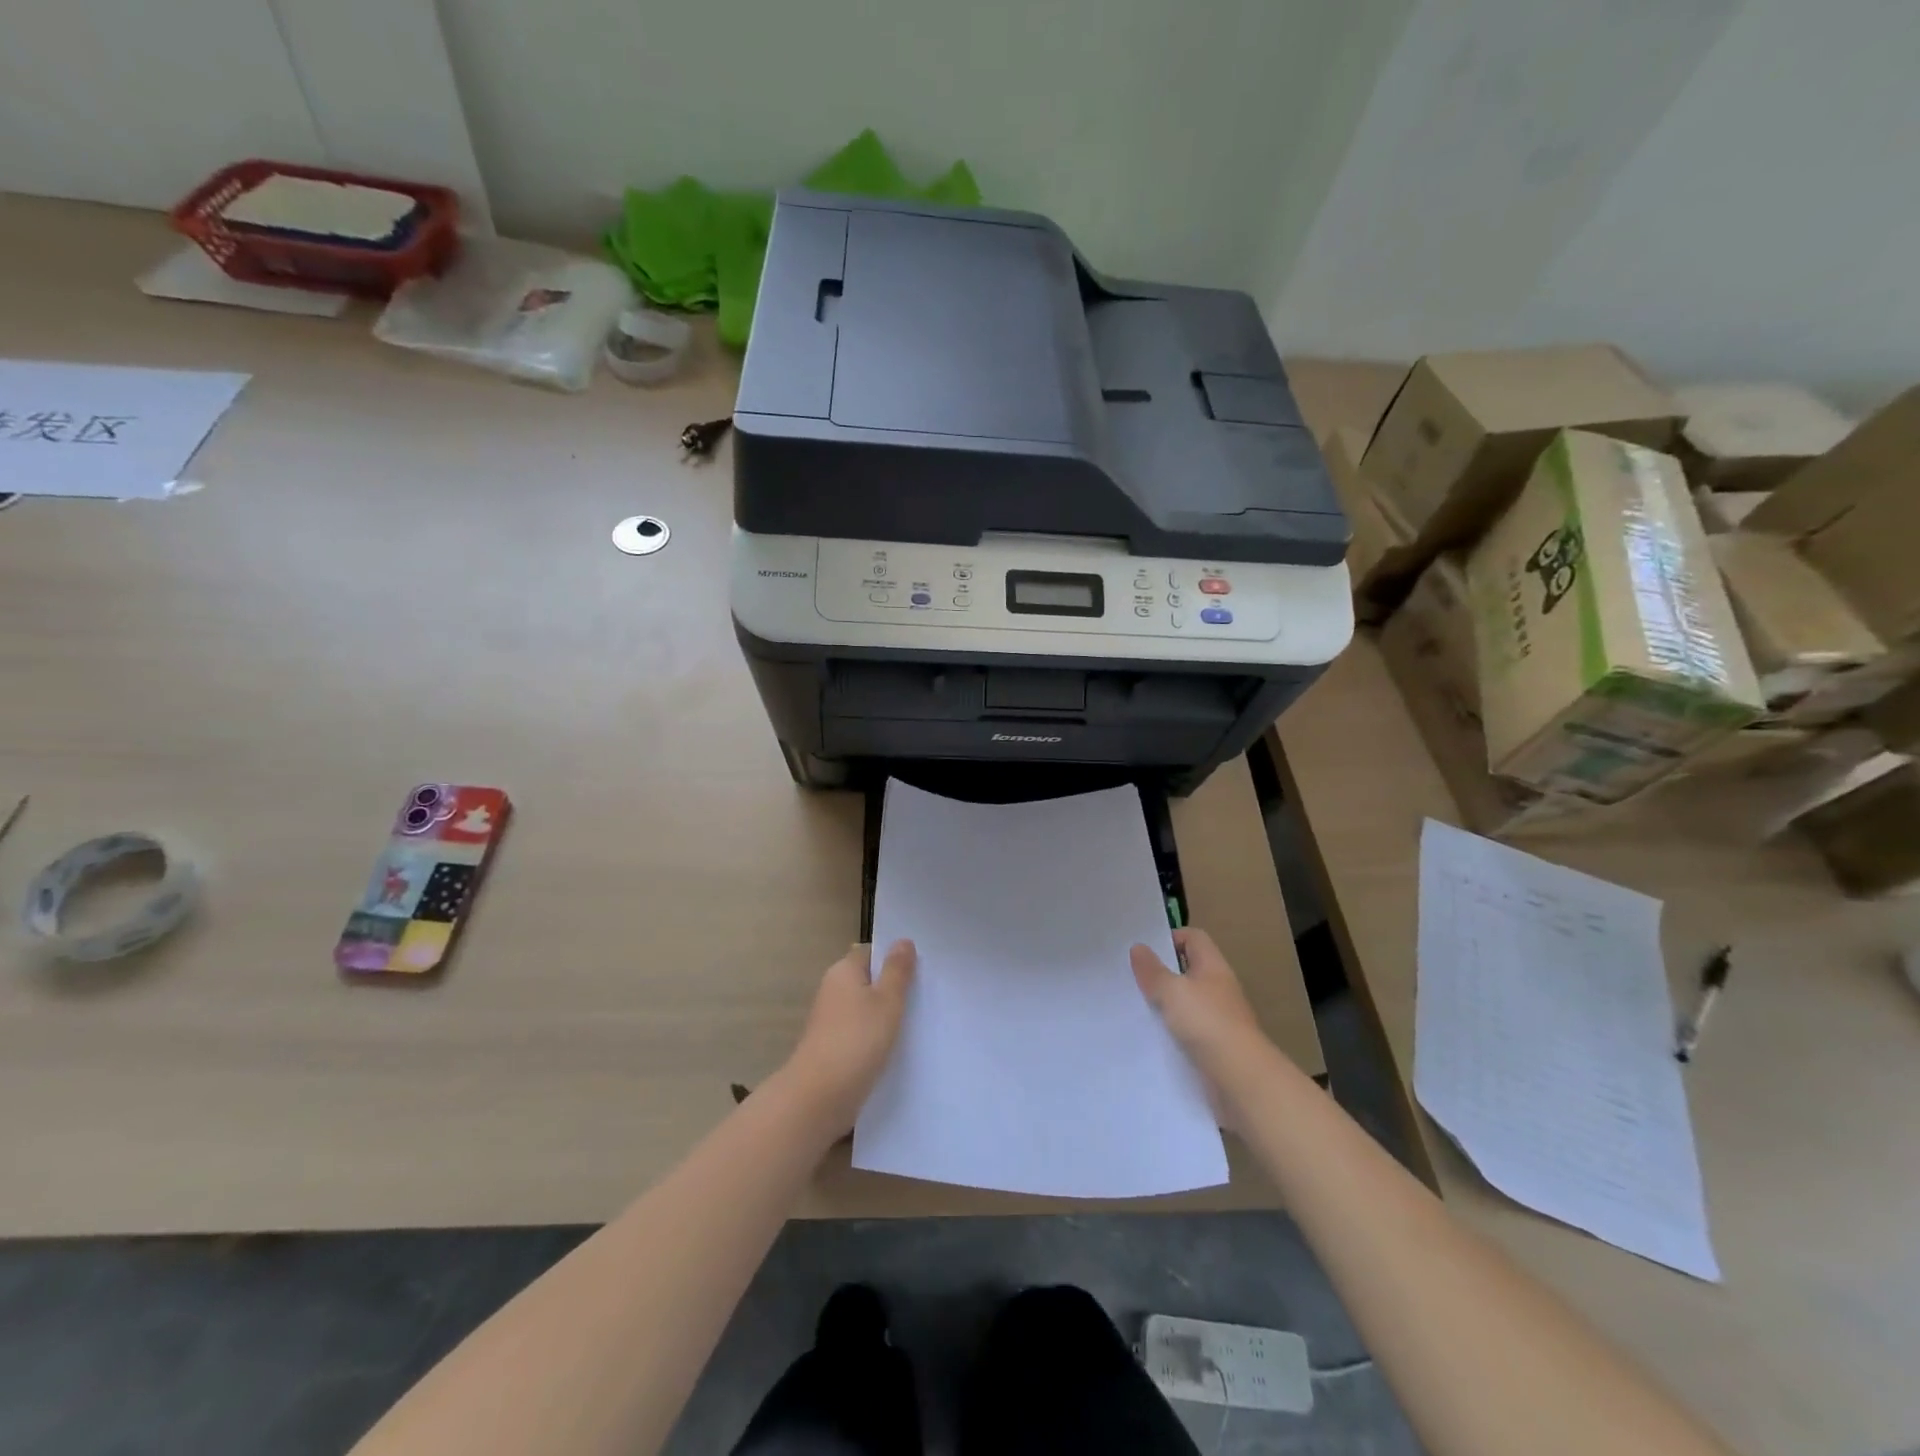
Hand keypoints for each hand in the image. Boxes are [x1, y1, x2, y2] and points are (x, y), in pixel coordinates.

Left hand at [782, 940, 915, 1135]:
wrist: (819, 1098)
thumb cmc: (857, 1041)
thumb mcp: (887, 1001)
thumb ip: (897, 971)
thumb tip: (903, 940)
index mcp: (843, 971)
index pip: (872, 953)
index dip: (895, 958)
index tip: (921, 970)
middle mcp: (833, 990)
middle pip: (869, 981)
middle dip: (894, 988)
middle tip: (926, 996)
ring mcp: (831, 1021)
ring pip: (866, 1009)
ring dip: (887, 1016)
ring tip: (919, 1023)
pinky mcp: (833, 1048)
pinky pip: (861, 1033)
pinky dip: (877, 1038)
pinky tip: (898, 1049)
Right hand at [1130, 928, 1272, 1125]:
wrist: (1241, 1079)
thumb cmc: (1207, 1023)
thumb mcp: (1172, 991)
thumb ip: (1152, 971)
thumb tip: (1138, 948)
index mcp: (1213, 967)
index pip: (1193, 938)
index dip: (1170, 938)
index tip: (1144, 952)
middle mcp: (1219, 988)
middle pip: (1189, 970)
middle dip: (1162, 973)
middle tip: (1133, 978)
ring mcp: (1220, 1019)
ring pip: (1187, 1002)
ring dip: (1166, 1004)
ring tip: (1137, 1007)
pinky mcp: (1216, 1046)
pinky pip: (1189, 1030)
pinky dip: (1173, 1031)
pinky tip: (1153, 1036)